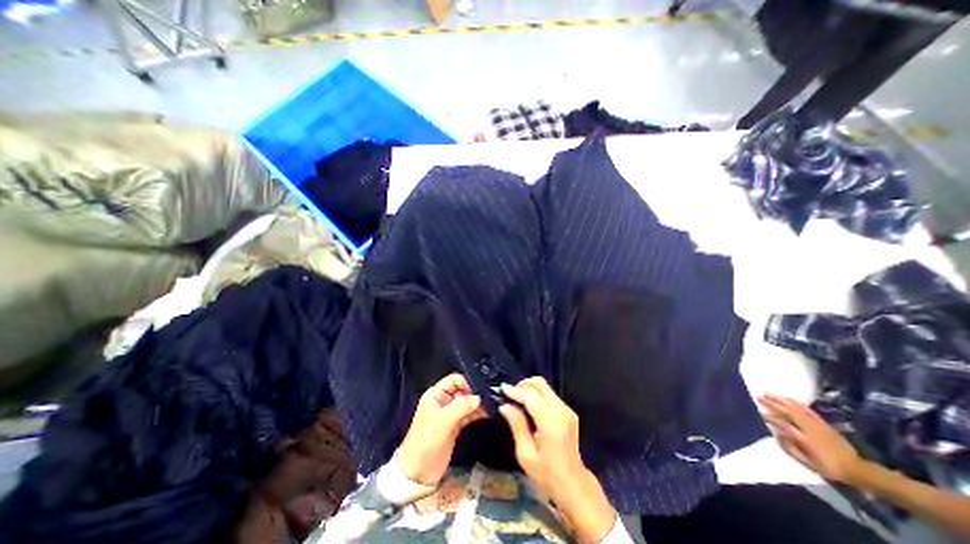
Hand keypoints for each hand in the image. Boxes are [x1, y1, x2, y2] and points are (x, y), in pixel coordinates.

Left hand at [397, 374, 484, 484]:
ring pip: (467, 402)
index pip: (454, 380)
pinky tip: (486, 413)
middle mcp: (443, 401)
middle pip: (463, 390)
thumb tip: (478, 397)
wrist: (417, 474)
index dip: (466, 383)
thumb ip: (460, 407)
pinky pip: (469, 414)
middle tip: (488, 398)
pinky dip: (477, 413)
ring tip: (490, 406)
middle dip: (475, 393)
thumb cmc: (425, 443)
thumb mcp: (441, 422)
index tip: (478, 391)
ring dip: (478, 403)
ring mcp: (450, 414)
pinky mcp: (455, 425)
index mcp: (435, 395)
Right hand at [500, 379, 612, 543]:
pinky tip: (528, 405)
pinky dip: (536, 394)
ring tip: (516, 399)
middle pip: (540, 384)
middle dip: (522, 385)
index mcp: (551, 423)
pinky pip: (549, 394)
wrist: (572, 483)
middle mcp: (562, 411)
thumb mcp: (526, 454)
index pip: (531, 396)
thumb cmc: (547, 474)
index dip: (515, 390)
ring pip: (545, 387)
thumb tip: (504, 405)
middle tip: (509, 394)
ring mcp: (567, 409)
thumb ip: (517, 426)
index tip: (502, 389)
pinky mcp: (568, 410)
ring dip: (529, 388)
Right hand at [756, 395, 862, 483]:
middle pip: (788, 412)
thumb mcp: (808, 464)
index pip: (783, 424)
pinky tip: (788, 399)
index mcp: (804, 440)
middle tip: (759, 397)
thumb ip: (790, 449)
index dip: (770, 418)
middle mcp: (809, 429)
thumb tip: (776, 435)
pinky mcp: (823, 423)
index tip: (759, 413)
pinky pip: (807, 410)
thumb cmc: (828, 468)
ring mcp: (817, 425)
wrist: (857, 469)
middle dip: (772, 404)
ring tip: (769, 394)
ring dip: (781, 400)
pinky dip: (796, 403)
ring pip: (796, 408)